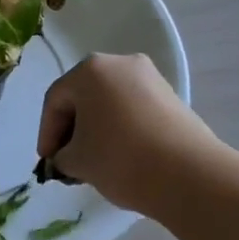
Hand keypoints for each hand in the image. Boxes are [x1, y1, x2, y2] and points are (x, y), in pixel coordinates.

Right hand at [37, 53, 217, 213]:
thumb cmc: (121, 159)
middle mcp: (120, 63)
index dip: (47, 133)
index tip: (48, 162)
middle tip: (68, 160)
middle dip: (72, 129)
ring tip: (95, 161)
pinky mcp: (172, 98)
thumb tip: (67, 158)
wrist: (191, 176)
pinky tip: (122, 155)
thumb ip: (61, 156)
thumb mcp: (77, 161)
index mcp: (90, 70)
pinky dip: (122, 128)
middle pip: (84, 97)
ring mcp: (151, 78)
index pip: (56, 100)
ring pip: (110, 103)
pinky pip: (134, 110)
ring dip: (97, 129)